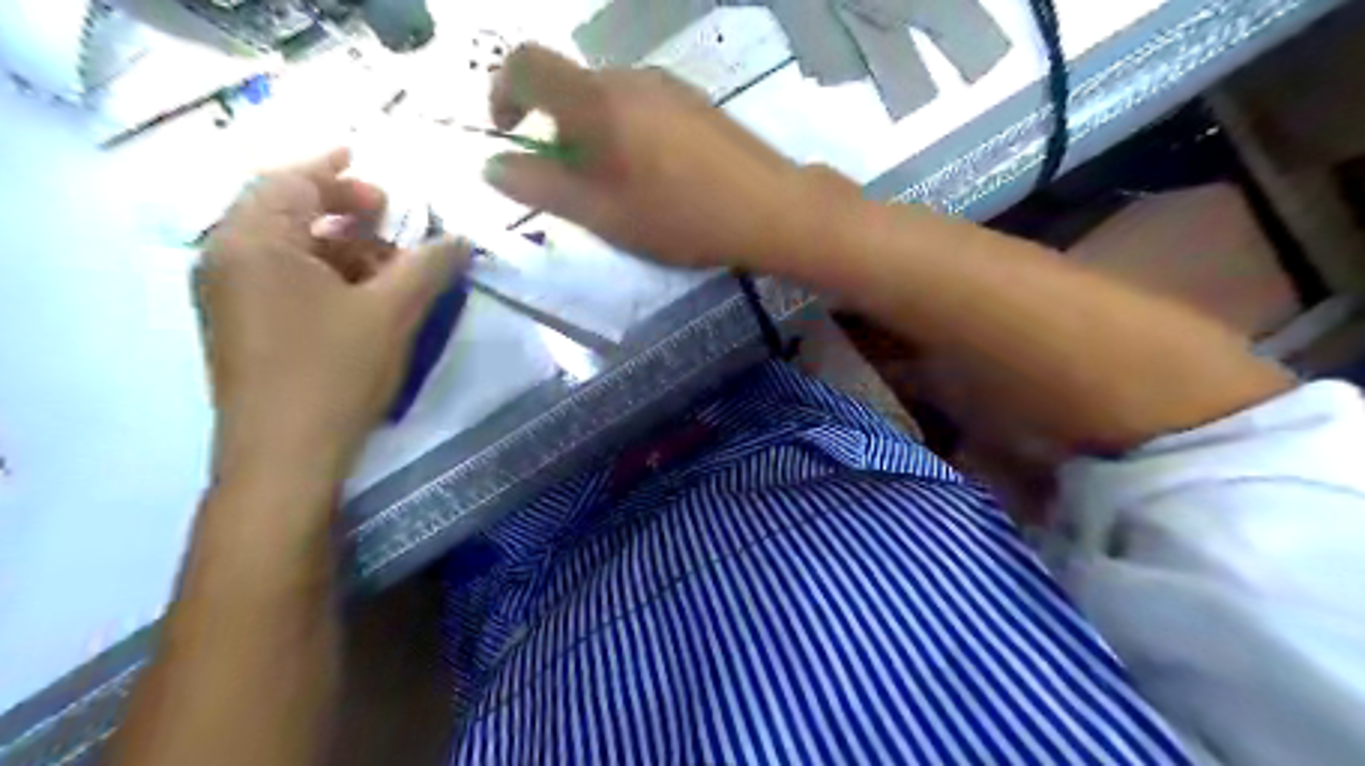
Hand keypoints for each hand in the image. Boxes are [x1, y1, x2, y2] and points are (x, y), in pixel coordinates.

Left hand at [197, 149, 470, 484]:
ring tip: (391, 264)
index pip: (289, 179)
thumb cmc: (334, 373)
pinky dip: (327, 275)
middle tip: (391, 216)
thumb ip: (429, 266)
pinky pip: (285, 280)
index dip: (334, 166)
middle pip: (285, 211)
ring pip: (289, 249)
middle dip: (343, 208)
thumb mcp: (392, 312)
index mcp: (253, 242)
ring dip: (341, 246)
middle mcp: (229, 259)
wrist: (285, 458)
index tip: (370, 160)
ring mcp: (231, 297)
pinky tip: (366, 297)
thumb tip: (461, 240)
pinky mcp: (244, 328)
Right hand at [486, 46, 820, 268]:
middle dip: (556, 131)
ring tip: (621, 190)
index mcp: (597, 100)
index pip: (525, 63)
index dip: (501, 91)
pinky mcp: (694, 101)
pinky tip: (656, 177)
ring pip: (607, 100)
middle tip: (577, 187)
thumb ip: (543, 188)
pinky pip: (640, 107)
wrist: (771, 208)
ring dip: (594, 136)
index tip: (509, 133)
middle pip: (569, 87)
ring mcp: (667, 85)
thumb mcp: (603, 214)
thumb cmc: (681, 216)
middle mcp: (628, 77)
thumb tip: (492, 166)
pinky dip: (626, 134)